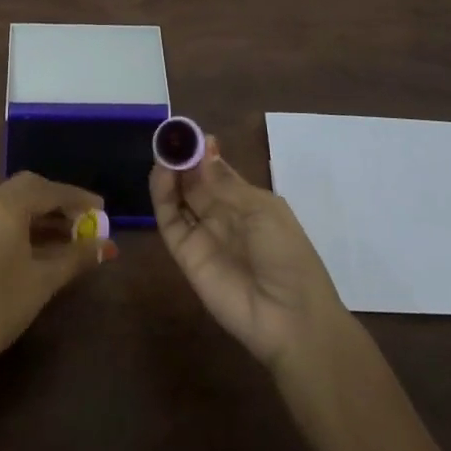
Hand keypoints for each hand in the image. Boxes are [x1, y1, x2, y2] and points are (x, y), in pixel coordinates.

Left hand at [0, 172, 116, 386]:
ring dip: (43, 214)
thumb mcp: (44, 280)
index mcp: (5, 205)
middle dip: (59, 201)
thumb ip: (77, 257)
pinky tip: (47, 246)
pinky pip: (3, 218)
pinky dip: (26, 224)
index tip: (103, 209)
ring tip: (73, 235)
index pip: (50, 191)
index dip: (79, 199)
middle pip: (30, 188)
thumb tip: (107, 246)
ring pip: (15, 203)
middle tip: (85, 218)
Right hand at [151, 135, 346, 372]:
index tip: (189, 133)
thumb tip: (205, 145)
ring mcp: (203, 235)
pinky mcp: (185, 254)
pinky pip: (170, 221)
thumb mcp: (262, 210)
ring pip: (179, 198)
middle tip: (169, 137)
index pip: (218, 171)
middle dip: (183, 159)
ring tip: (163, 152)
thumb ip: (225, 181)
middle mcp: (223, 216)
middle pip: (195, 182)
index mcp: (248, 203)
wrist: (289, 318)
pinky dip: (162, 196)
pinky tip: (162, 174)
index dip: (203, 152)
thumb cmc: (287, 255)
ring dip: (170, 174)